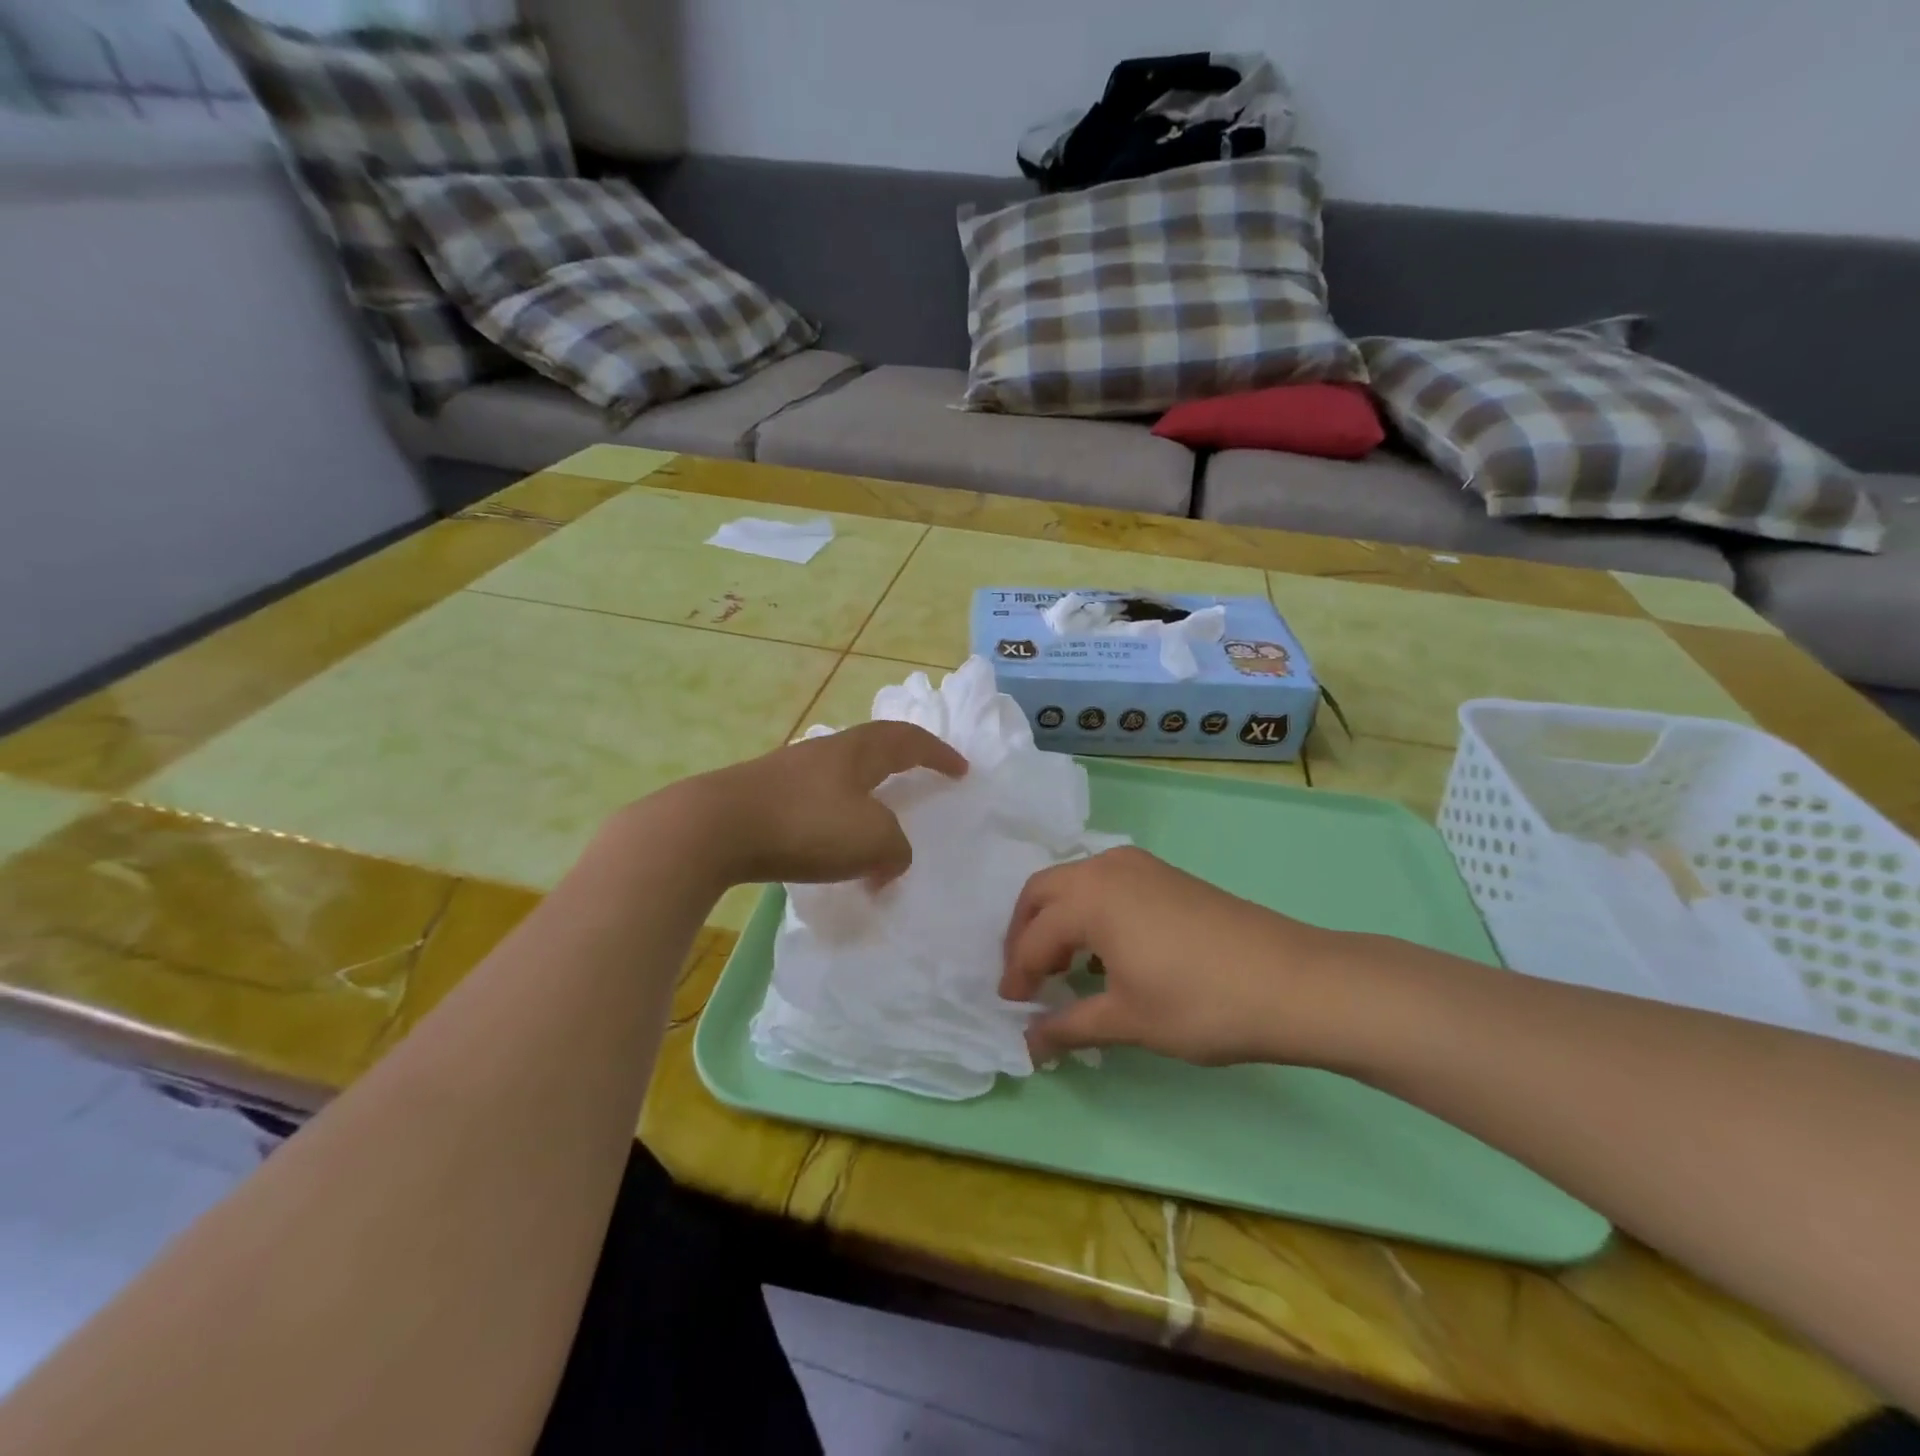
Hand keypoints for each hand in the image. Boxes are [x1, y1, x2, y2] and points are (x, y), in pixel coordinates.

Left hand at [670, 721, 966, 888]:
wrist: (713, 829)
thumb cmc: (805, 825)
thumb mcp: (872, 840)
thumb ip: (896, 849)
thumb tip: (890, 859)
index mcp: (858, 752)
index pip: (909, 741)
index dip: (938, 754)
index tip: (961, 770)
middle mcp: (825, 753)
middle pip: (873, 748)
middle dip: (901, 763)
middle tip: (919, 780)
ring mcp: (789, 772)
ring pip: (842, 777)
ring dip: (866, 797)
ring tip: (876, 823)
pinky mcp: (763, 798)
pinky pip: (815, 802)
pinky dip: (835, 821)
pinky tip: (828, 848)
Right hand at [1002, 847, 1356, 1066]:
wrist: (1294, 982)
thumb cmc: (1200, 1003)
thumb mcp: (1127, 1020)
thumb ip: (1069, 1026)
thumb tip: (1028, 1044)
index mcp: (1089, 897)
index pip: (1034, 937)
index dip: (1017, 975)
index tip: (1012, 1008)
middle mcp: (1106, 868)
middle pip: (1042, 894)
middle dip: (1025, 935)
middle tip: (1026, 980)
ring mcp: (1138, 866)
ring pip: (1074, 885)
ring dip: (1056, 921)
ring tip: (1061, 969)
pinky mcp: (1164, 875)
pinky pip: (1105, 886)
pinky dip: (1088, 913)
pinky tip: (1103, 954)